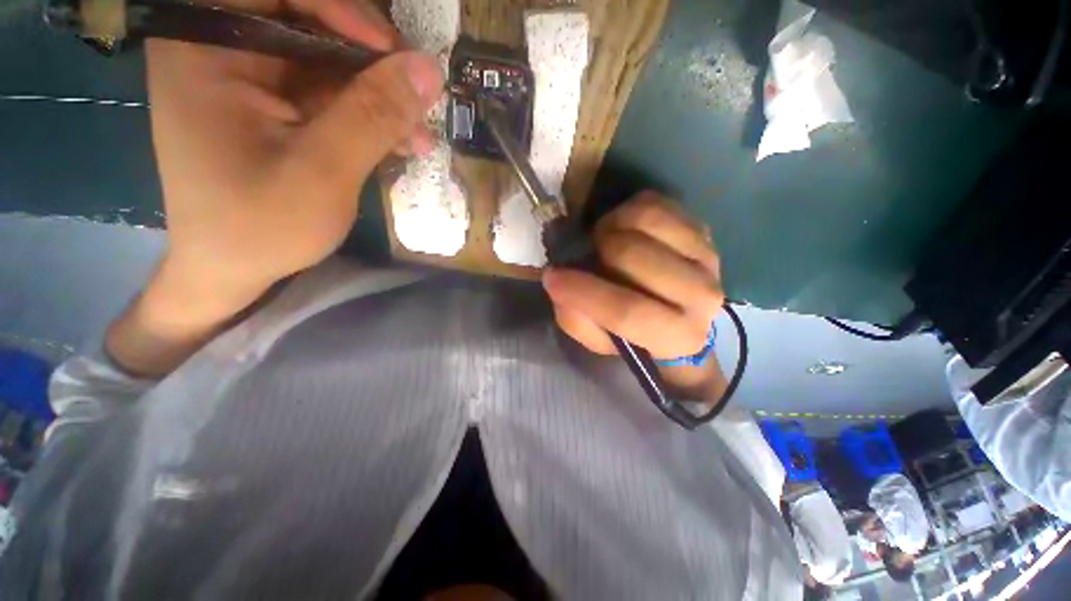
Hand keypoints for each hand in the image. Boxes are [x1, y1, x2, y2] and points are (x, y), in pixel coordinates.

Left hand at [148, 0, 441, 299]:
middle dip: (372, 62)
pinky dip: (369, 117)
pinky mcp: (274, 108)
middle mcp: (223, 50)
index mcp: (206, 47)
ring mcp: (251, 80)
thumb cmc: (259, 226)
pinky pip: (330, 96)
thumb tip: (429, 70)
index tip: (393, 52)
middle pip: (309, 22)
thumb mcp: (322, 171)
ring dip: (380, 99)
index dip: (342, 8)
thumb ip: (373, 116)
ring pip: (328, 63)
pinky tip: (401, 144)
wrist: (232, 270)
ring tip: (419, 137)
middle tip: (418, 98)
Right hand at [542, 192, 727, 399]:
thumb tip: (560, 281)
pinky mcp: (701, 229)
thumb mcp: (598, 339)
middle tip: (588, 255)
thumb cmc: (633, 333)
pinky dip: (626, 211)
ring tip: (606, 240)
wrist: (676, 313)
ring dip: (612, 226)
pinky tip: (623, 229)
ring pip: (646, 220)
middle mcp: (702, 295)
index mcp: (677, 336)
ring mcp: (707, 256)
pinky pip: (655, 203)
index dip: (584, 292)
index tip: (552, 278)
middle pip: (635, 256)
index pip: (627, 311)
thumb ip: (576, 319)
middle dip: (599, 251)